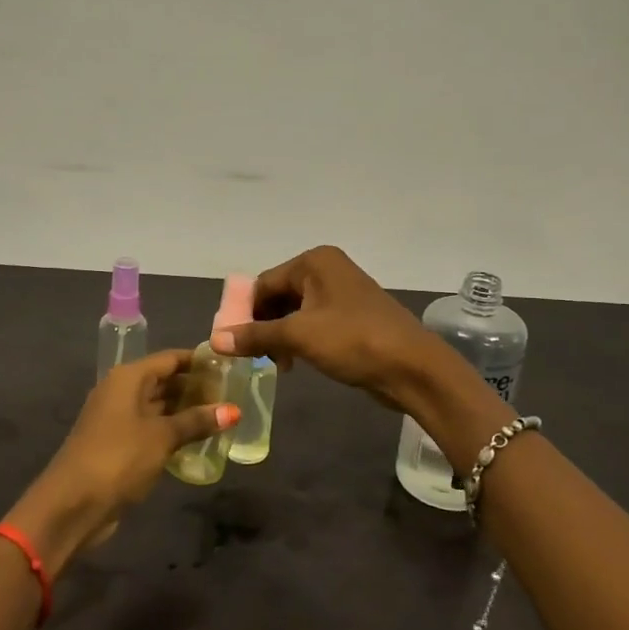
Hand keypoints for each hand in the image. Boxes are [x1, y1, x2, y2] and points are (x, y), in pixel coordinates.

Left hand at [7, 350, 236, 574]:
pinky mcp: (119, 445)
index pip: (170, 359)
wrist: (72, 505)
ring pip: (159, 407)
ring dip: (186, 412)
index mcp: (128, 378)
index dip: (199, 361)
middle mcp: (121, 391)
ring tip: (223, 417)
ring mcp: (118, 419)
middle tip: (233, 395)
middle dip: (196, 388)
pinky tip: (199, 441)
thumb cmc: (118, 458)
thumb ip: (196, 421)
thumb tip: (233, 410)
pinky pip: (152, 429)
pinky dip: (173, 432)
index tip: (229, 366)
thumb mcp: (162, 437)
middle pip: (164, 381)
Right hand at [210, 245, 433, 410]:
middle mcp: (327, 270)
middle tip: (255, 357)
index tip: (232, 343)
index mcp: (314, 262)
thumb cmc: (353, 340)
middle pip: (278, 295)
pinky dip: (299, 340)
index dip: (244, 313)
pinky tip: (296, 363)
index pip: (263, 283)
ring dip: (280, 337)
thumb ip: (255, 336)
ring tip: (277, 364)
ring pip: (295, 312)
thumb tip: (216, 339)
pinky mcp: (352, 316)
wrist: (412, 367)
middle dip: (263, 326)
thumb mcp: (298, 336)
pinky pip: (313, 323)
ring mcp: (341, 293)